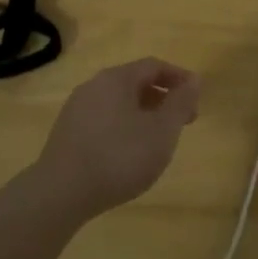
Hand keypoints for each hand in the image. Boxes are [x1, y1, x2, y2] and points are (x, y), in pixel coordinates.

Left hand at [33, 58, 201, 221]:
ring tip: (158, 139)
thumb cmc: (119, 156)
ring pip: (118, 102)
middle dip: (163, 98)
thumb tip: (194, 79)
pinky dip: (124, 127)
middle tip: (183, 121)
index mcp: (116, 79)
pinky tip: (129, 153)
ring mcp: (76, 110)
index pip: (153, 66)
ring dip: (144, 114)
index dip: (179, 78)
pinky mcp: (66, 133)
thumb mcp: (161, 131)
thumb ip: (180, 103)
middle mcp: (93, 86)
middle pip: (134, 82)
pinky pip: (103, 120)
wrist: (60, 193)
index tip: (197, 97)